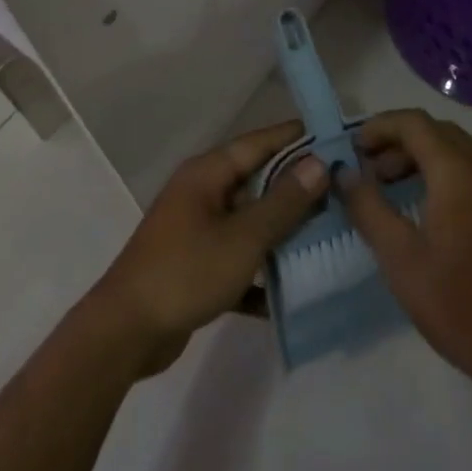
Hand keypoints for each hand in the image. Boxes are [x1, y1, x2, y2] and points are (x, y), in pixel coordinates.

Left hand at [88, 120, 326, 375]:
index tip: (337, 138)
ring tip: (330, 236)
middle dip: (297, 188)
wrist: (127, 331)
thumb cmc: (186, 272)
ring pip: (249, 222)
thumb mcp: (243, 237)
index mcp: (207, 174)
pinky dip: (261, 270)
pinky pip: (238, 258)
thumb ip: (283, 202)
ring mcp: (196, 229)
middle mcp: (201, 193)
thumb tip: (318, 162)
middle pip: (256, 181)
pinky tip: (294, 290)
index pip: (259, 143)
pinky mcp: (195, 265)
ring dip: (283, 231)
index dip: (297, 138)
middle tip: (344, 192)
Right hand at [342, 109, 471, 390]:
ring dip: (429, 154)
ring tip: (403, 185)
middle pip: (439, 131)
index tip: (354, 148)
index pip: (414, 123)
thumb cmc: (457, 304)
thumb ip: (368, 206)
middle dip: (400, 142)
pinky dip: (455, 168)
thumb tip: (345, 172)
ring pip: (464, 146)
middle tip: (372, 172)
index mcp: (458, 171)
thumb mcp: (398, 257)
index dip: (379, 127)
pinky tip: (440, 207)